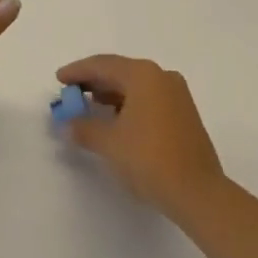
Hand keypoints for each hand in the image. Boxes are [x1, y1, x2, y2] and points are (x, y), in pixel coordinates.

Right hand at [56, 54, 225, 218]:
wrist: (198, 193)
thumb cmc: (149, 159)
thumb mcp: (109, 143)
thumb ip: (84, 128)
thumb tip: (67, 124)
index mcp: (143, 74)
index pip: (103, 65)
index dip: (78, 71)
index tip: (59, 79)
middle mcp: (161, 77)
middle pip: (120, 72)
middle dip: (94, 82)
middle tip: (71, 93)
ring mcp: (176, 95)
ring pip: (135, 86)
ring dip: (111, 94)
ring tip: (90, 107)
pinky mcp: (184, 114)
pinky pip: (149, 99)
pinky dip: (129, 105)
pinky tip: (116, 121)